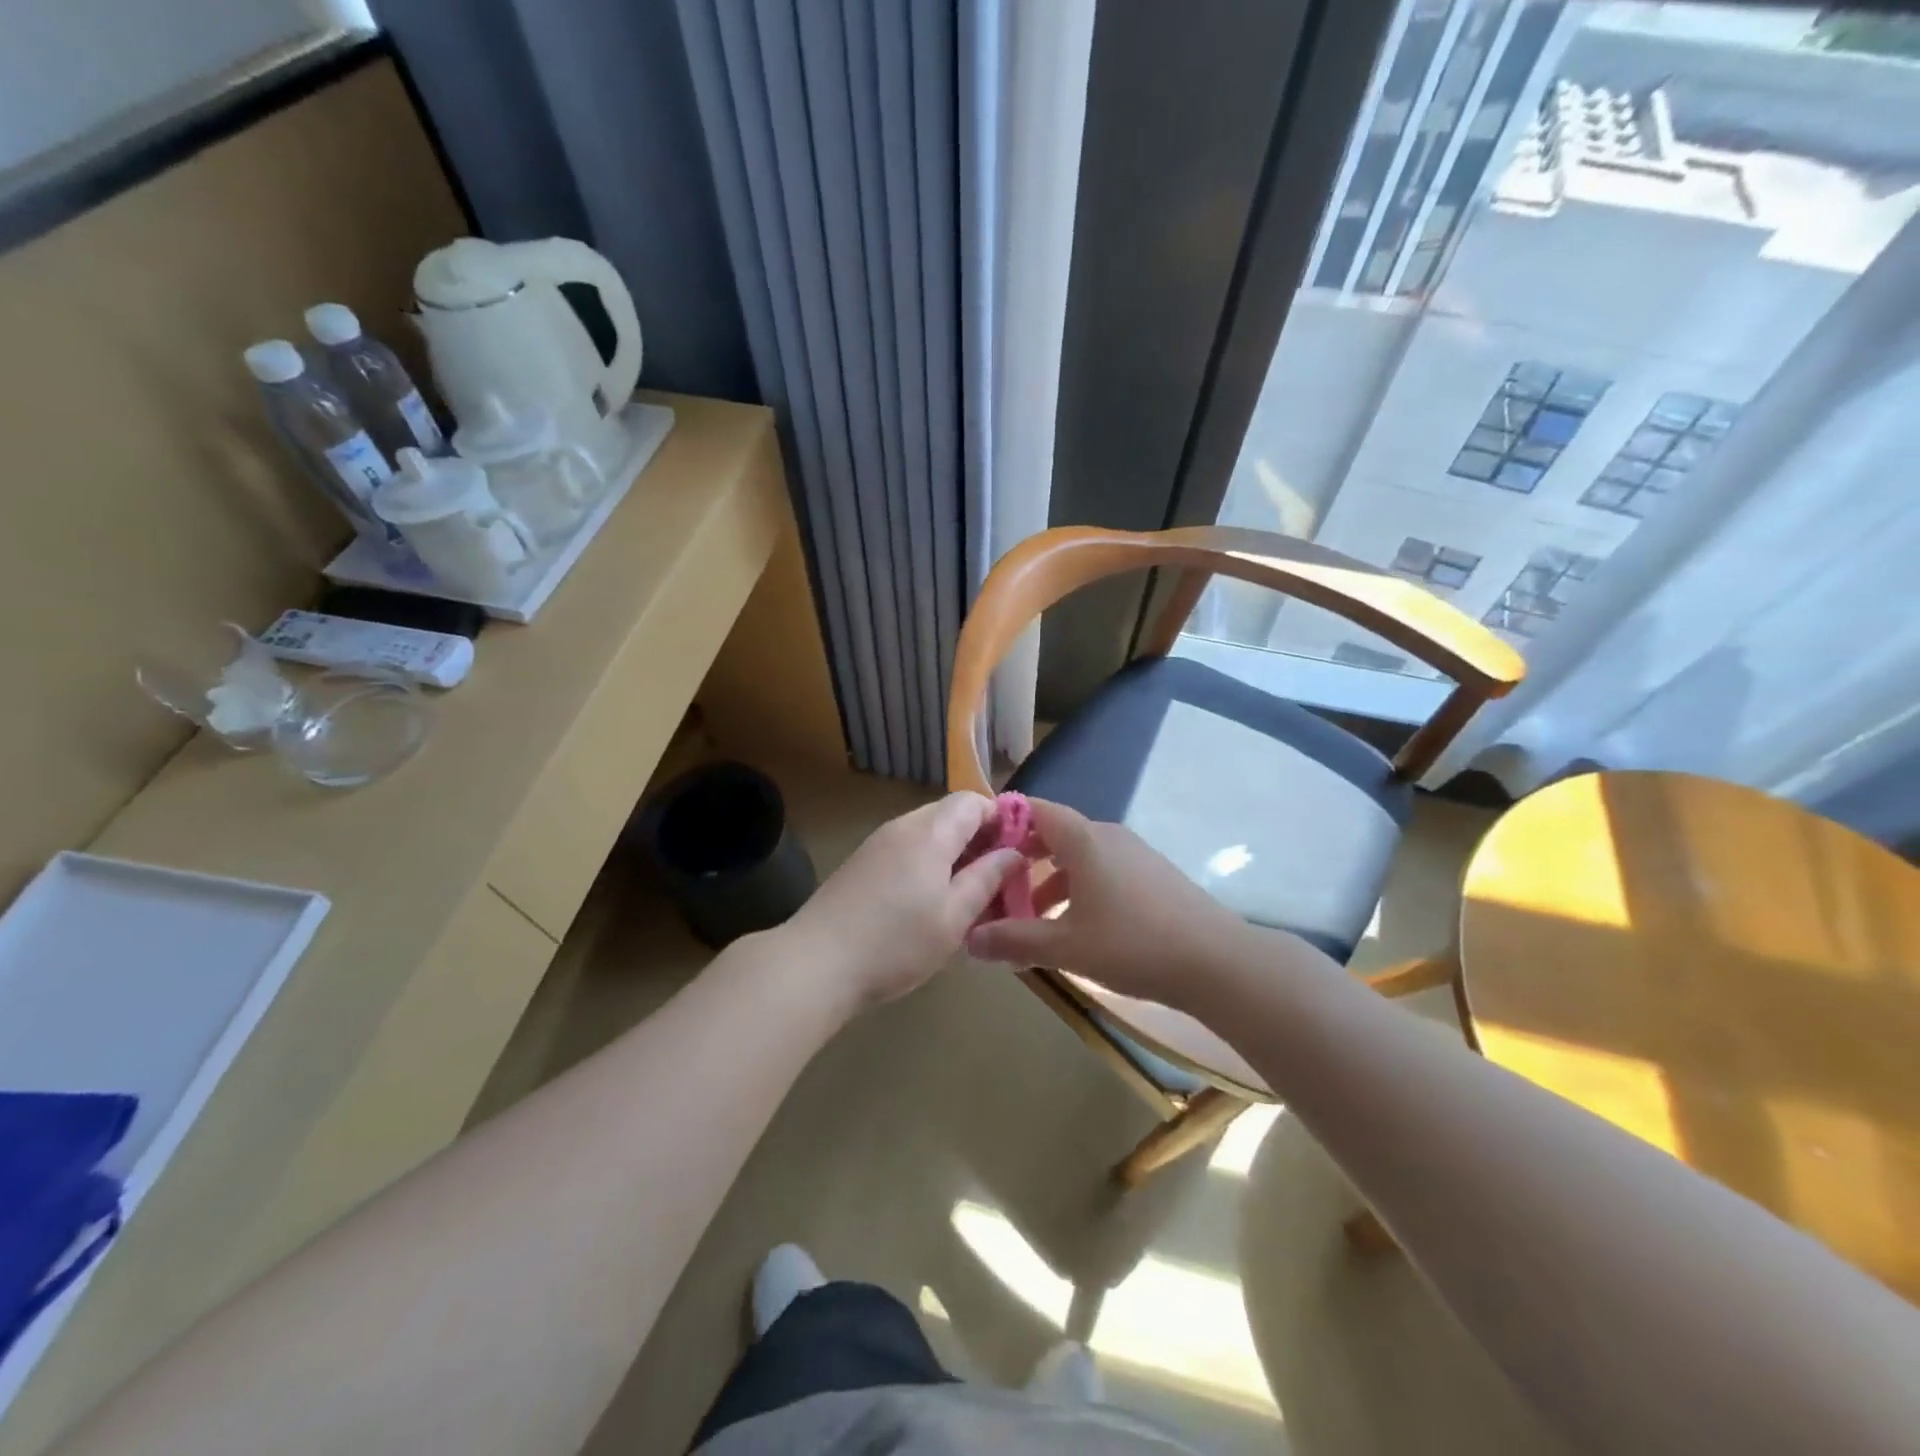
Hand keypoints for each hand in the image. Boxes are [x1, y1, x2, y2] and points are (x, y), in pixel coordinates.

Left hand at [784, 792, 1024, 1010]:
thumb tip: (1013, 853)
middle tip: (995, 883)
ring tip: (966, 899)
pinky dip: (927, 867)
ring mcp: (877, 844)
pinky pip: (906, 851)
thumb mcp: (954, 917)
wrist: (815, 964)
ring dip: (953, 856)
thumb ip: (987, 878)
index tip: (1017, 855)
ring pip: (928, 835)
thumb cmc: (895, 943)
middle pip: (950, 815)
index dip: (1001, 820)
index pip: (973, 801)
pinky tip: (928, 905)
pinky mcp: (860, 864)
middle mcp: (902, 826)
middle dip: (979, 841)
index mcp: (930, 831)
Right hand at [965, 798, 1247, 1010]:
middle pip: (1056, 834)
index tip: (979, 844)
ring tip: (1033, 918)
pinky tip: (1078, 927)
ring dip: (1052, 881)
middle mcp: (1109, 837)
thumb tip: (967, 939)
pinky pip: (1105, 871)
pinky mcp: (1154, 876)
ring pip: (1081, 857)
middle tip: (999, 887)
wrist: (1218, 962)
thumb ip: (1014, 940)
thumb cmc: (1133, 945)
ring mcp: (1136, 855)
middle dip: (1024, 859)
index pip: (1035, 810)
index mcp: (1084, 840)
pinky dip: (1081, 889)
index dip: (1005, 821)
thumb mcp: (1065, 946)